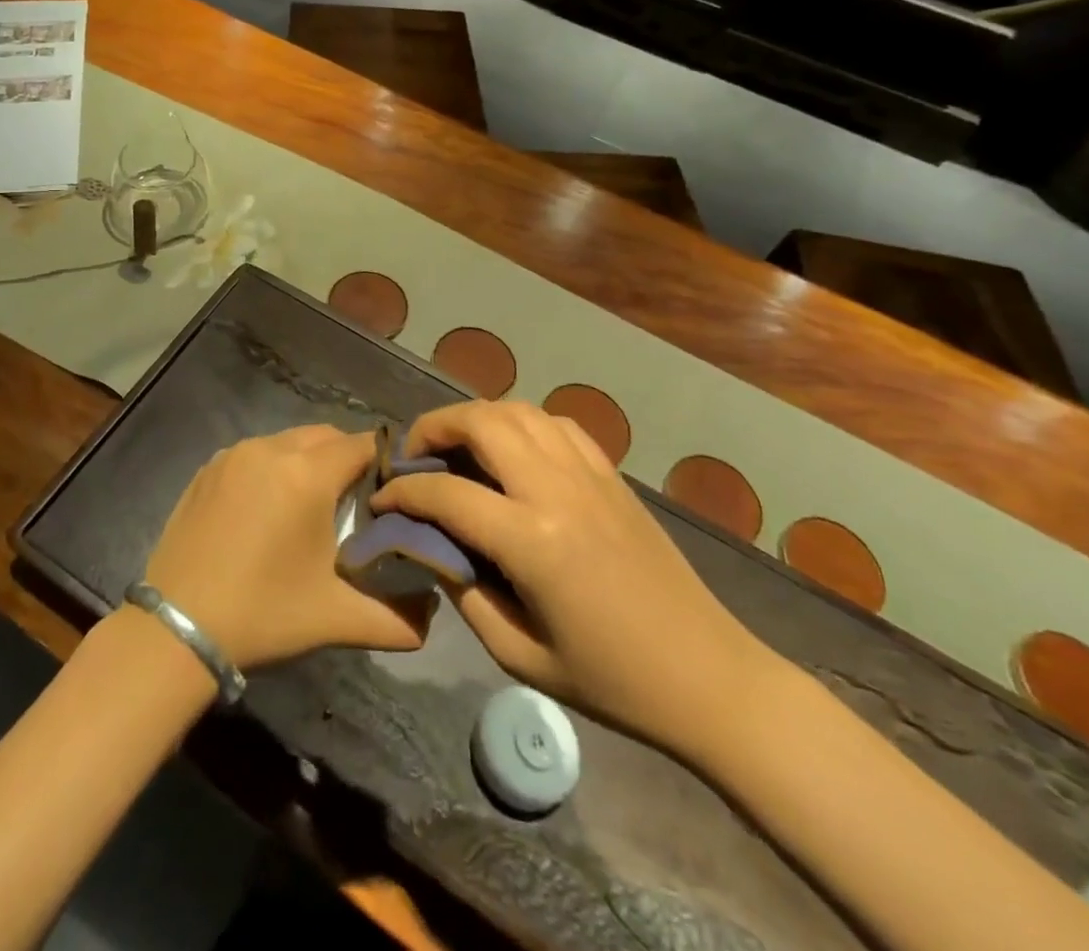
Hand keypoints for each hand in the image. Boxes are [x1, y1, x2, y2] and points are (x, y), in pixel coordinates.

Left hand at [145, 425, 434, 671]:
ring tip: (311, 507)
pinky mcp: (208, 468)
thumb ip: (396, 618)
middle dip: (347, 459)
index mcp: (306, 474)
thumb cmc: (263, 614)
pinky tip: (268, 509)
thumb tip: (432, 617)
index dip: (384, 464)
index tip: (392, 493)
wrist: (177, 628)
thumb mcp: (336, 619)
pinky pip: (255, 453)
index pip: (363, 445)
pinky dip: (272, 468)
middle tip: (355, 504)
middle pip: (326, 436)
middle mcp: (270, 449)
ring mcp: (234, 455)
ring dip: (309, 462)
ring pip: (289, 441)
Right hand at [370, 401, 776, 757]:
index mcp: (532, 539)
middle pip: (481, 421)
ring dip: (476, 417)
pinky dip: (521, 422)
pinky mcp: (611, 473)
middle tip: (414, 456)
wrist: (708, 676)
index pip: (446, 493)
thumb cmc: (611, 679)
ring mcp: (589, 473)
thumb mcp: (519, 653)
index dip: (403, 493)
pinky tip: (512, 450)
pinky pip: (556, 423)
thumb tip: (430, 545)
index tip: (381, 499)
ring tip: (456, 446)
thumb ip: (464, 591)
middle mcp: (557, 489)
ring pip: (518, 410)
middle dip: (434, 427)